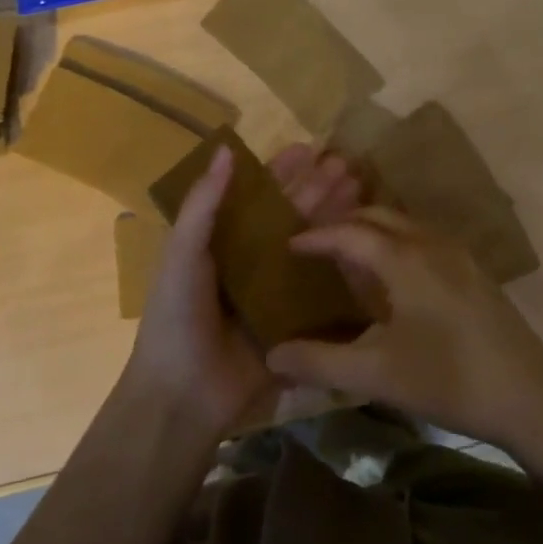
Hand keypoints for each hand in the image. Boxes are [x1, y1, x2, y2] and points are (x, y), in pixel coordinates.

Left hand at [124, 143, 361, 438]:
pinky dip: (341, 264)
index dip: (281, 172)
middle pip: (289, 216)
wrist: (183, 395)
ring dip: (333, 217)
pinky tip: (365, 242)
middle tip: (348, 165)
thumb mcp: (183, 254)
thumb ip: (204, 203)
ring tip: (361, 189)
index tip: (310, 149)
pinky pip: (320, 287)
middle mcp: (251, 260)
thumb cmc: (177, 316)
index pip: (256, 197)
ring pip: (310, 245)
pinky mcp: (295, 321)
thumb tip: (225, 148)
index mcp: (221, 241)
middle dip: (316, 189)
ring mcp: (275, 292)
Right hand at [265, 209, 542, 449]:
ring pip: (405, 225)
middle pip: (379, 216)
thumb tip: (271, 354)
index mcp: (406, 259)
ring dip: (372, 232)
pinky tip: (391, 279)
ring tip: (347, 258)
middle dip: (343, 224)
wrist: (530, 396)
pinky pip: (424, 240)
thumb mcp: (378, 375)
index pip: (350, 232)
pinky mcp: (474, 272)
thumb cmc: (449, 380)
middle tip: (314, 246)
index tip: (289, 245)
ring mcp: (459, 255)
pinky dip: (396, 244)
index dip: (316, 237)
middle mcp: (432, 244)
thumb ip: (321, 362)